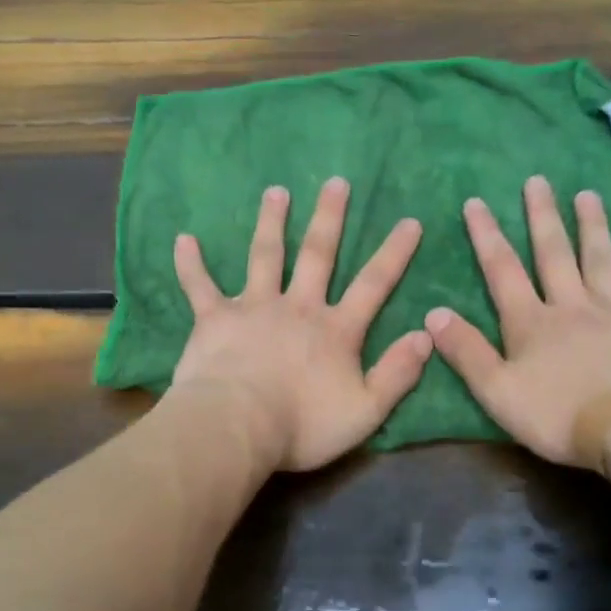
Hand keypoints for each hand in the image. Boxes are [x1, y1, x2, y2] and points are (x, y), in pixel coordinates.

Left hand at [169, 178, 431, 471]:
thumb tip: (427, 335)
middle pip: (318, 255)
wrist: (237, 427)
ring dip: (271, 222)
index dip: (394, 253)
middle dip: (329, 218)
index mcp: (335, 330)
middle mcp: (297, 307)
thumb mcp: (366, 410)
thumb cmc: (302, 425)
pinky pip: (200, 286)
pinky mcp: (214, 318)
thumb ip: (398, 373)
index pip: (373, 284)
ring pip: (265, 256)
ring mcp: (254, 308)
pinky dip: (191, 264)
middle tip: (336, 182)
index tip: (410, 220)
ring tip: (275, 191)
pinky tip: (183, 239)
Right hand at [425, 176, 610, 468]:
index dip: (486, 236)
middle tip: (538, 180)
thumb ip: (466, 351)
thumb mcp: (496, 390)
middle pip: (554, 255)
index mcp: (531, 323)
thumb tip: (433, 313)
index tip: (476, 202)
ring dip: (594, 228)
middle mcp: (572, 307)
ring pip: (602, 263)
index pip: (502, 271)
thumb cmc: (556, 416)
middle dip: (542, 217)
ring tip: (588, 195)